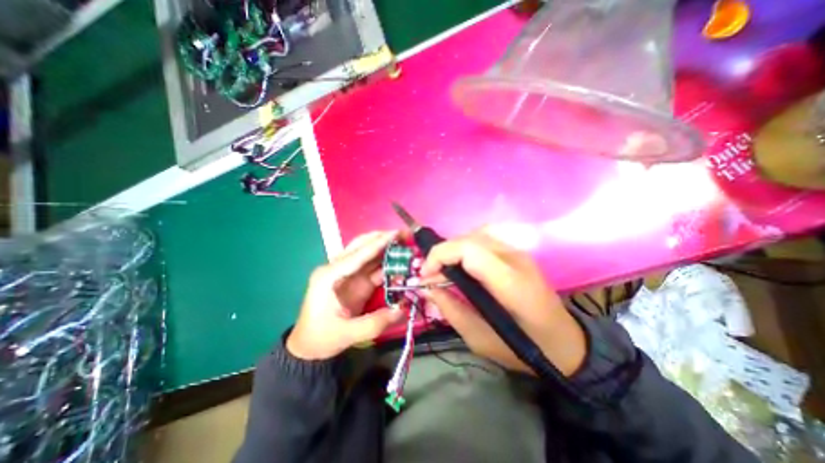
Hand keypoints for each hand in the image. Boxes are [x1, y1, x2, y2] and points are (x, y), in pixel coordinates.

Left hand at [288, 231, 404, 360]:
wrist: (308, 347)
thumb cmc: (321, 338)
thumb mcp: (346, 334)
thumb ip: (375, 322)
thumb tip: (402, 309)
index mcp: (329, 276)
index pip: (357, 255)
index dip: (378, 243)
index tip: (397, 233)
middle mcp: (337, 269)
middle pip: (361, 246)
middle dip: (382, 238)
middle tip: (403, 234)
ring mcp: (347, 274)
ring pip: (368, 254)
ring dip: (386, 247)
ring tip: (405, 242)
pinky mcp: (356, 281)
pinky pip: (373, 267)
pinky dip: (386, 263)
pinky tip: (400, 262)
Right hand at [420, 227, 586, 376]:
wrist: (566, 343)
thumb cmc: (524, 348)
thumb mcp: (481, 340)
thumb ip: (451, 310)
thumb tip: (427, 288)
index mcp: (510, 283)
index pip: (469, 250)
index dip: (440, 255)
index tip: (425, 275)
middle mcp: (515, 259)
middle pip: (470, 238)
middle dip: (442, 252)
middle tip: (430, 275)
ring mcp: (519, 252)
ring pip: (476, 234)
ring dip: (453, 249)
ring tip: (443, 270)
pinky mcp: (517, 253)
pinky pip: (484, 239)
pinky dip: (465, 247)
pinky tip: (461, 265)